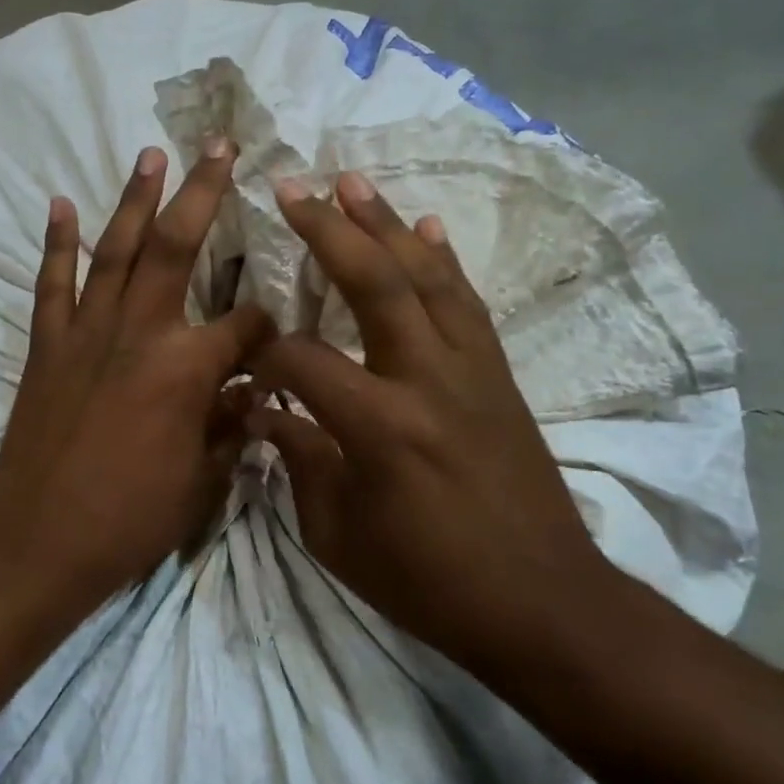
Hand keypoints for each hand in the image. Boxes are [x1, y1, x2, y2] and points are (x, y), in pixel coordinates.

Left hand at [0, 140, 273, 599]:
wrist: (40, 542)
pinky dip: (57, 243)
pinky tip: (60, 205)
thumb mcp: (202, 481)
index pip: (245, 325)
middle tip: (217, 145)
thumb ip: (230, 429)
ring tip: (149, 154)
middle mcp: (140, 333)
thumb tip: (248, 397)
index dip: (268, 325)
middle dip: (202, 192)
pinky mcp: (47, 346)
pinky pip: (53, 283)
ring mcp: (87, 333)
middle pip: (177, 247)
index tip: (277, 333)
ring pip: (116, 250)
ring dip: (134, 199)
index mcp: (187, 368)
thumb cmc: (131, 519)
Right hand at [245, 171, 611, 665]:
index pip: (302, 360)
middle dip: (328, 231)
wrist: (541, 601)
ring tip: (352, 181)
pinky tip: (426, 227)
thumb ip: (298, 462)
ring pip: (427, 277)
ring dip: (387, 224)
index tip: (242, 358)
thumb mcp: (337, 535)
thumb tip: (264, 412)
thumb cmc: (427, 580)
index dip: (264, 353)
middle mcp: (427, 380)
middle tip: (293, 187)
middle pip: (374, 283)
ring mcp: (470, 371)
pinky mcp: (497, 375)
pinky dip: (443, 259)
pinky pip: (467, 303)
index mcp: (379, 426)